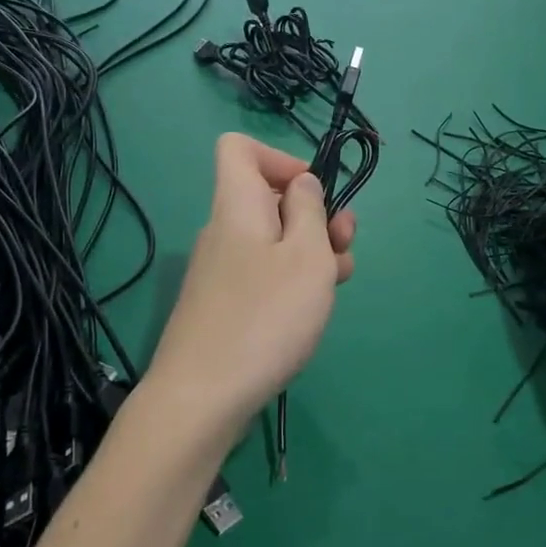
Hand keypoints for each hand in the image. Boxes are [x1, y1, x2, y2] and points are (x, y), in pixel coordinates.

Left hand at [147, 134, 356, 436]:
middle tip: (344, 244)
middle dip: (314, 213)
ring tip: (340, 281)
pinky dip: (292, 281)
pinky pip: (263, 275)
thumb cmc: (264, 317)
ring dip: (312, 251)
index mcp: (237, 205)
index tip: (314, 193)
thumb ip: (310, 211)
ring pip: (273, 241)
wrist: (201, 398)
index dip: (280, 158)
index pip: (239, 148)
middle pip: (267, 198)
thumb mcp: (306, 256)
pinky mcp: (225, 305)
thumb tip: (302, 184)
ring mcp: (222, 271)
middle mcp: (224, 231)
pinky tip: (313, 309)